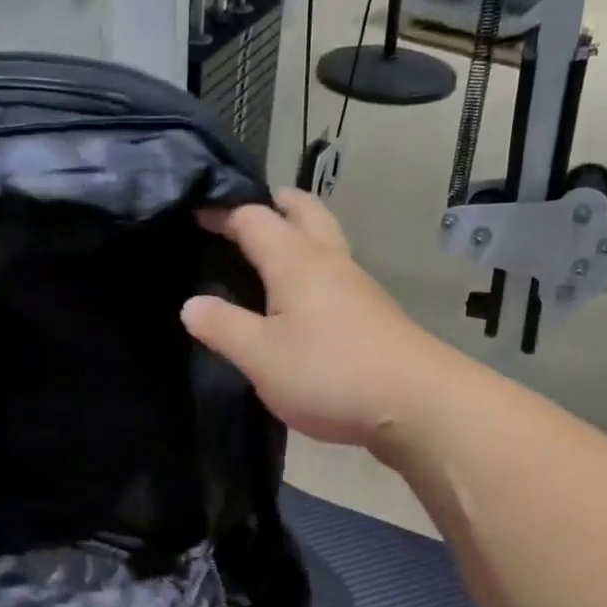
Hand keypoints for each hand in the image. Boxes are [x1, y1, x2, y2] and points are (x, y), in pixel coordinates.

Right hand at [182, 188, 458, 451]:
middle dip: (272, 204)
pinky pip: (334, 272)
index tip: (195, 214)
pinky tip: (300, 299)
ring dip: (295, 234)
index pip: (253, 218)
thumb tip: (191, 305)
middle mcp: (329, 261)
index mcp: (296, 261)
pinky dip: (311, 267)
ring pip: (324, 239)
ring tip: (265, 256)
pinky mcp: (373, 313)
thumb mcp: (261, 357)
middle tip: (242, 216)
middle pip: (302, 211)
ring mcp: (357, 285)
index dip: (222, 212)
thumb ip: (223, 328)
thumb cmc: (329, 373)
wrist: (416, 402)